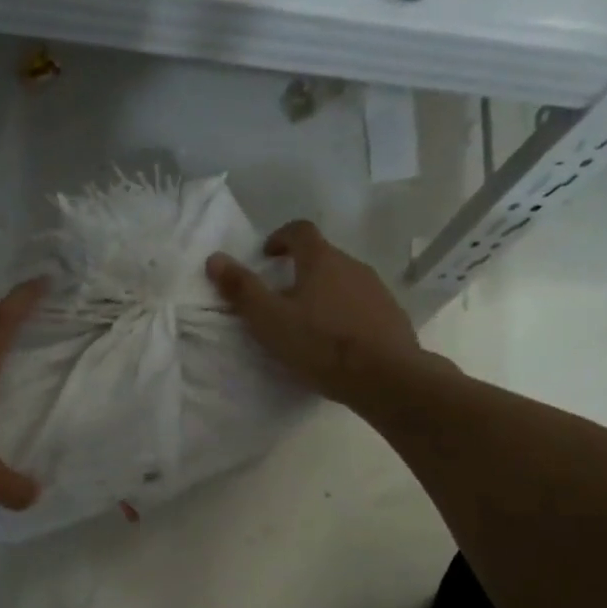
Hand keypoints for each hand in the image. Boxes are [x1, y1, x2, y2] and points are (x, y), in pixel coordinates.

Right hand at [206, 220, 433, 408]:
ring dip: (324, 293)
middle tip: (281, 296)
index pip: (300, 231)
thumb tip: (214, 258)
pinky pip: (361, 305)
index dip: (281, 237)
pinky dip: (345, 313)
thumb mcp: (270, 320)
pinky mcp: (391, 315)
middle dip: (300, 270)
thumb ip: (242, 289)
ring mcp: (376, 289)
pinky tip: (337, 341)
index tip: (267, 255)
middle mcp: (353, 265)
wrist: (385, 376)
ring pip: (344, 281)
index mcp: (321, 260)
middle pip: (323, 256)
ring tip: (308, 322)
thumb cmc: (320, 344)